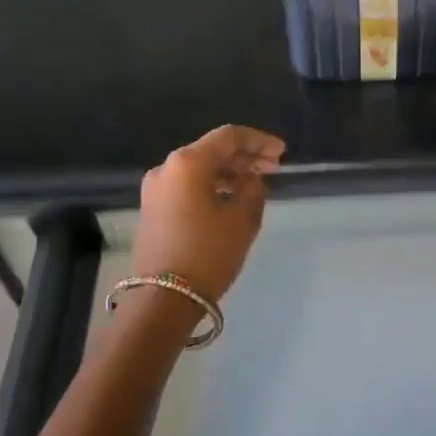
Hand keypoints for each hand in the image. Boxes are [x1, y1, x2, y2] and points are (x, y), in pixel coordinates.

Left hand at [131, 126, 285, 302]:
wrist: (162, 299)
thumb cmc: (207, 253)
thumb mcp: (242, 219)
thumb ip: (253, 189)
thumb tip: (251, 179)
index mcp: (188, 163)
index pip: (229, 136)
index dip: (259, 140)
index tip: (282, 153)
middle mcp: (167, 168)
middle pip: (212, 150)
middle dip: (245, 156)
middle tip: (274, 167)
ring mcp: (156, 189)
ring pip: (199, 169)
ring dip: (229, 172)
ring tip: (256, 184)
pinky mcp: (153, 209)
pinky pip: (188, 186)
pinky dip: (212, 185)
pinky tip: (232, 198)